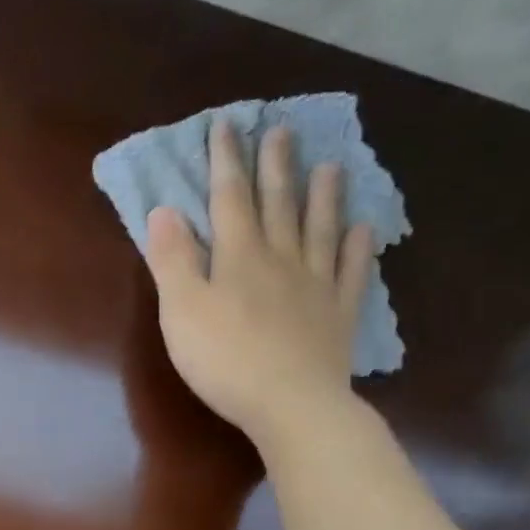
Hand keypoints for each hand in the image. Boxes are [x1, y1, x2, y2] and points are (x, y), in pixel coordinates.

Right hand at [145, 119, 374, 455]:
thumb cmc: (224, 358)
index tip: (227, 124)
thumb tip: (164, 210)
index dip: (226, 161)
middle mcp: (281, 259)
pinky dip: (359, 248)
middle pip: (278, 204)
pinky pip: (352, 272)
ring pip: (320, 229)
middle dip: (276, 165)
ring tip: (331, 165)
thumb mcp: (182, 309)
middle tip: (283, 129)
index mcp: (238, 256)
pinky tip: (365, 229)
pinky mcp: (338, 314)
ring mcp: (316, 285)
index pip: (229, 198)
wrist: (290, 404)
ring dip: (324, 195)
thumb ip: (173, 259)